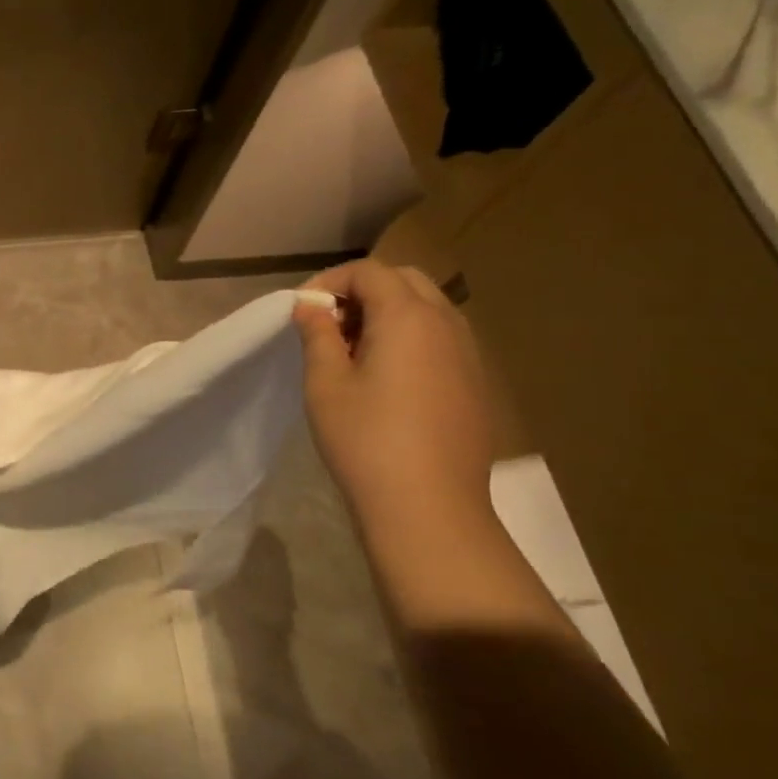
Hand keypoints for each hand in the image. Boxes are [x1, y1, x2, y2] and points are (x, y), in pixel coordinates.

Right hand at [292, 258, 495, 529]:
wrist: (428, 506)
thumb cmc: (365, 439)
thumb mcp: (325, 383)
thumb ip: (317, 335)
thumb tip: (311, 308)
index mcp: (408, 318)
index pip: (369, 272)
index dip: (330, 282)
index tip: (302, 312)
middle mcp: (446, 324)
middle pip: (404, 280)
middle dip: (361, 291)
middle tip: (327, 325)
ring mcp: (468, 354)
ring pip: (427, 308)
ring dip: (387, 313)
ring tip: (351, 351)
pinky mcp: (475, 382)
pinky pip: (441, 338)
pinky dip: (409, 338)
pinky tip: (385, 378)